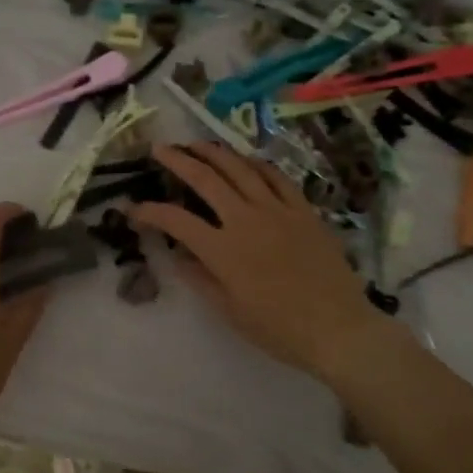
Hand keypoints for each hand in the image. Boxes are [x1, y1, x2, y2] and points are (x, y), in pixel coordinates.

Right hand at [130, 144, 389, 379]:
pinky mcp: (303, 210)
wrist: (338, 328)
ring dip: (214, 152)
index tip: (134, 209)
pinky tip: (246, 160)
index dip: (150, 212)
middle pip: (206, 180)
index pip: (176, 221)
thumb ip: (201, 279)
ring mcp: (277, 210)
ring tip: (197, 144)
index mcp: (223, 251)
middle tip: (160, 150)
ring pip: (240, 169)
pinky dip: (256, 164)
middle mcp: (246, 220)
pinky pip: (276, 177)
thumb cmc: (279, 329)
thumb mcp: (230, 311)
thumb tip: (179, 257)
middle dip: (178, 160)